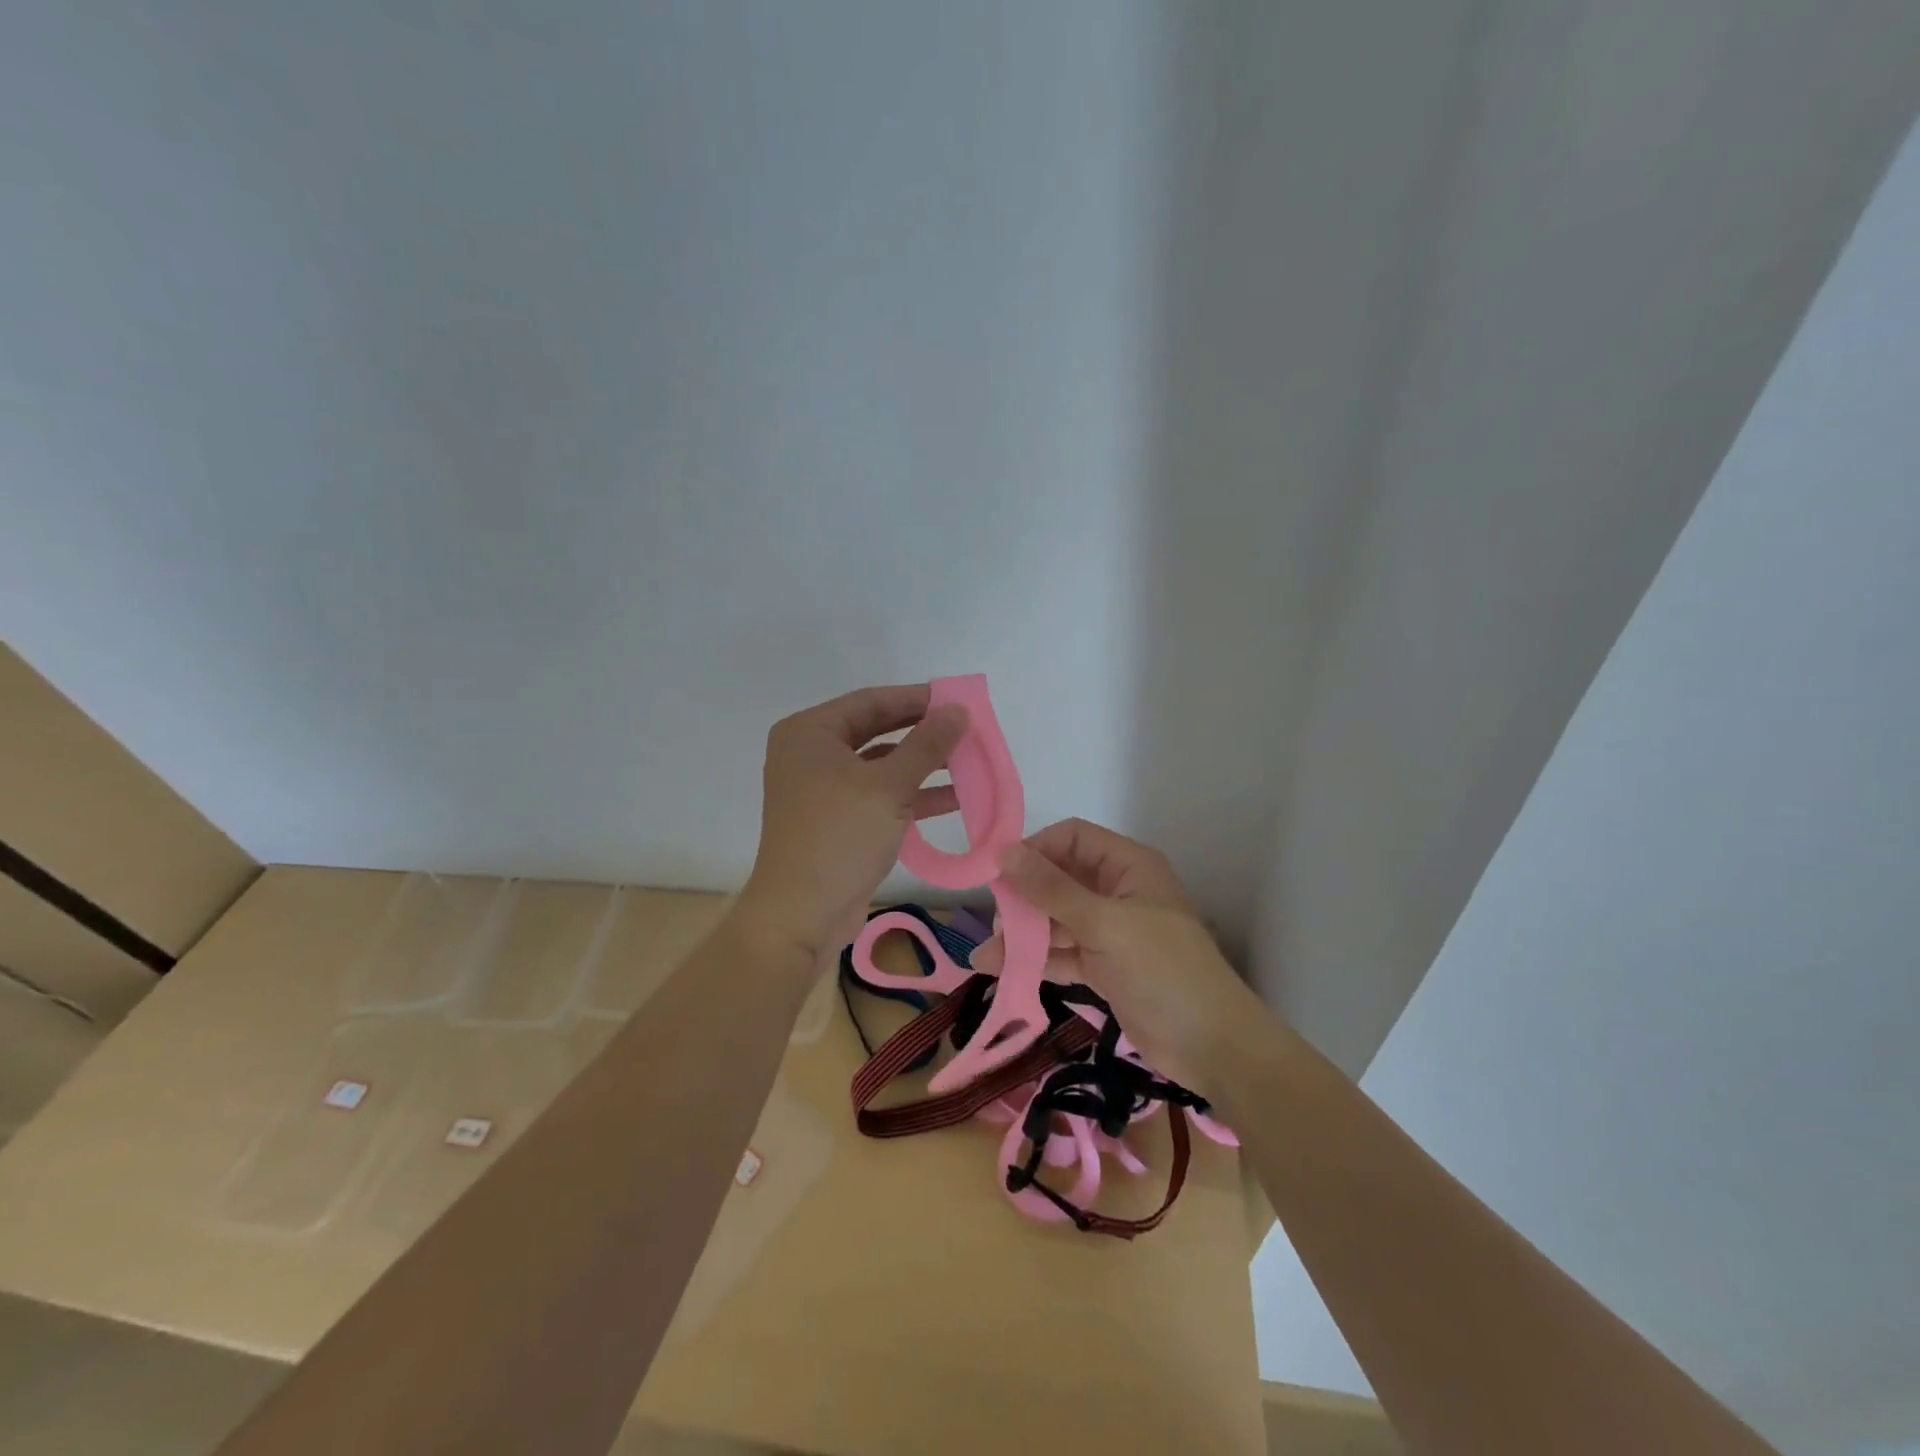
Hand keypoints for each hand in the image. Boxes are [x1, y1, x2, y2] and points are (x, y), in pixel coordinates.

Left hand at [737, 684, 967, 964]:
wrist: (801, 915)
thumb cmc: (840, 837)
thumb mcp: (889, 786)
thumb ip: (927, 745)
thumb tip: (958, 710)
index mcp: (810, 733)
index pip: (871, 701)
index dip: (917, 698)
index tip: (958, 700)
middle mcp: (811, 754)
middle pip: (876, 731)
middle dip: (923, 732)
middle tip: (966, 728)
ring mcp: (822, 789)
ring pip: (881, 765)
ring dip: (923, 765)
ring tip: (968, 761)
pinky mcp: (836, 820)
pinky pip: (878, 795)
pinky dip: (912, 795)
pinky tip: (954, 798)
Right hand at [982, 818, 1272, 1095]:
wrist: (1211, 1046)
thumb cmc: (1162, 970)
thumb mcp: (1104, 923)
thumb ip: (1051, 889)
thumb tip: (1003, 852)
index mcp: (1127, 865)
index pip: (1071, 839)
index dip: (1035, 850)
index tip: (998, 874)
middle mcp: (1116, 891)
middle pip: (1059, 879)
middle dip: (1023, 897)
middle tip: (994, 921)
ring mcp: (1110, 931)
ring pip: (1056, 919)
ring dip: (1023, 934)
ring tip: (987, 955)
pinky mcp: (1104, 966)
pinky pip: (1062, 952)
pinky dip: (1036, 960)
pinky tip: (1002, 970)